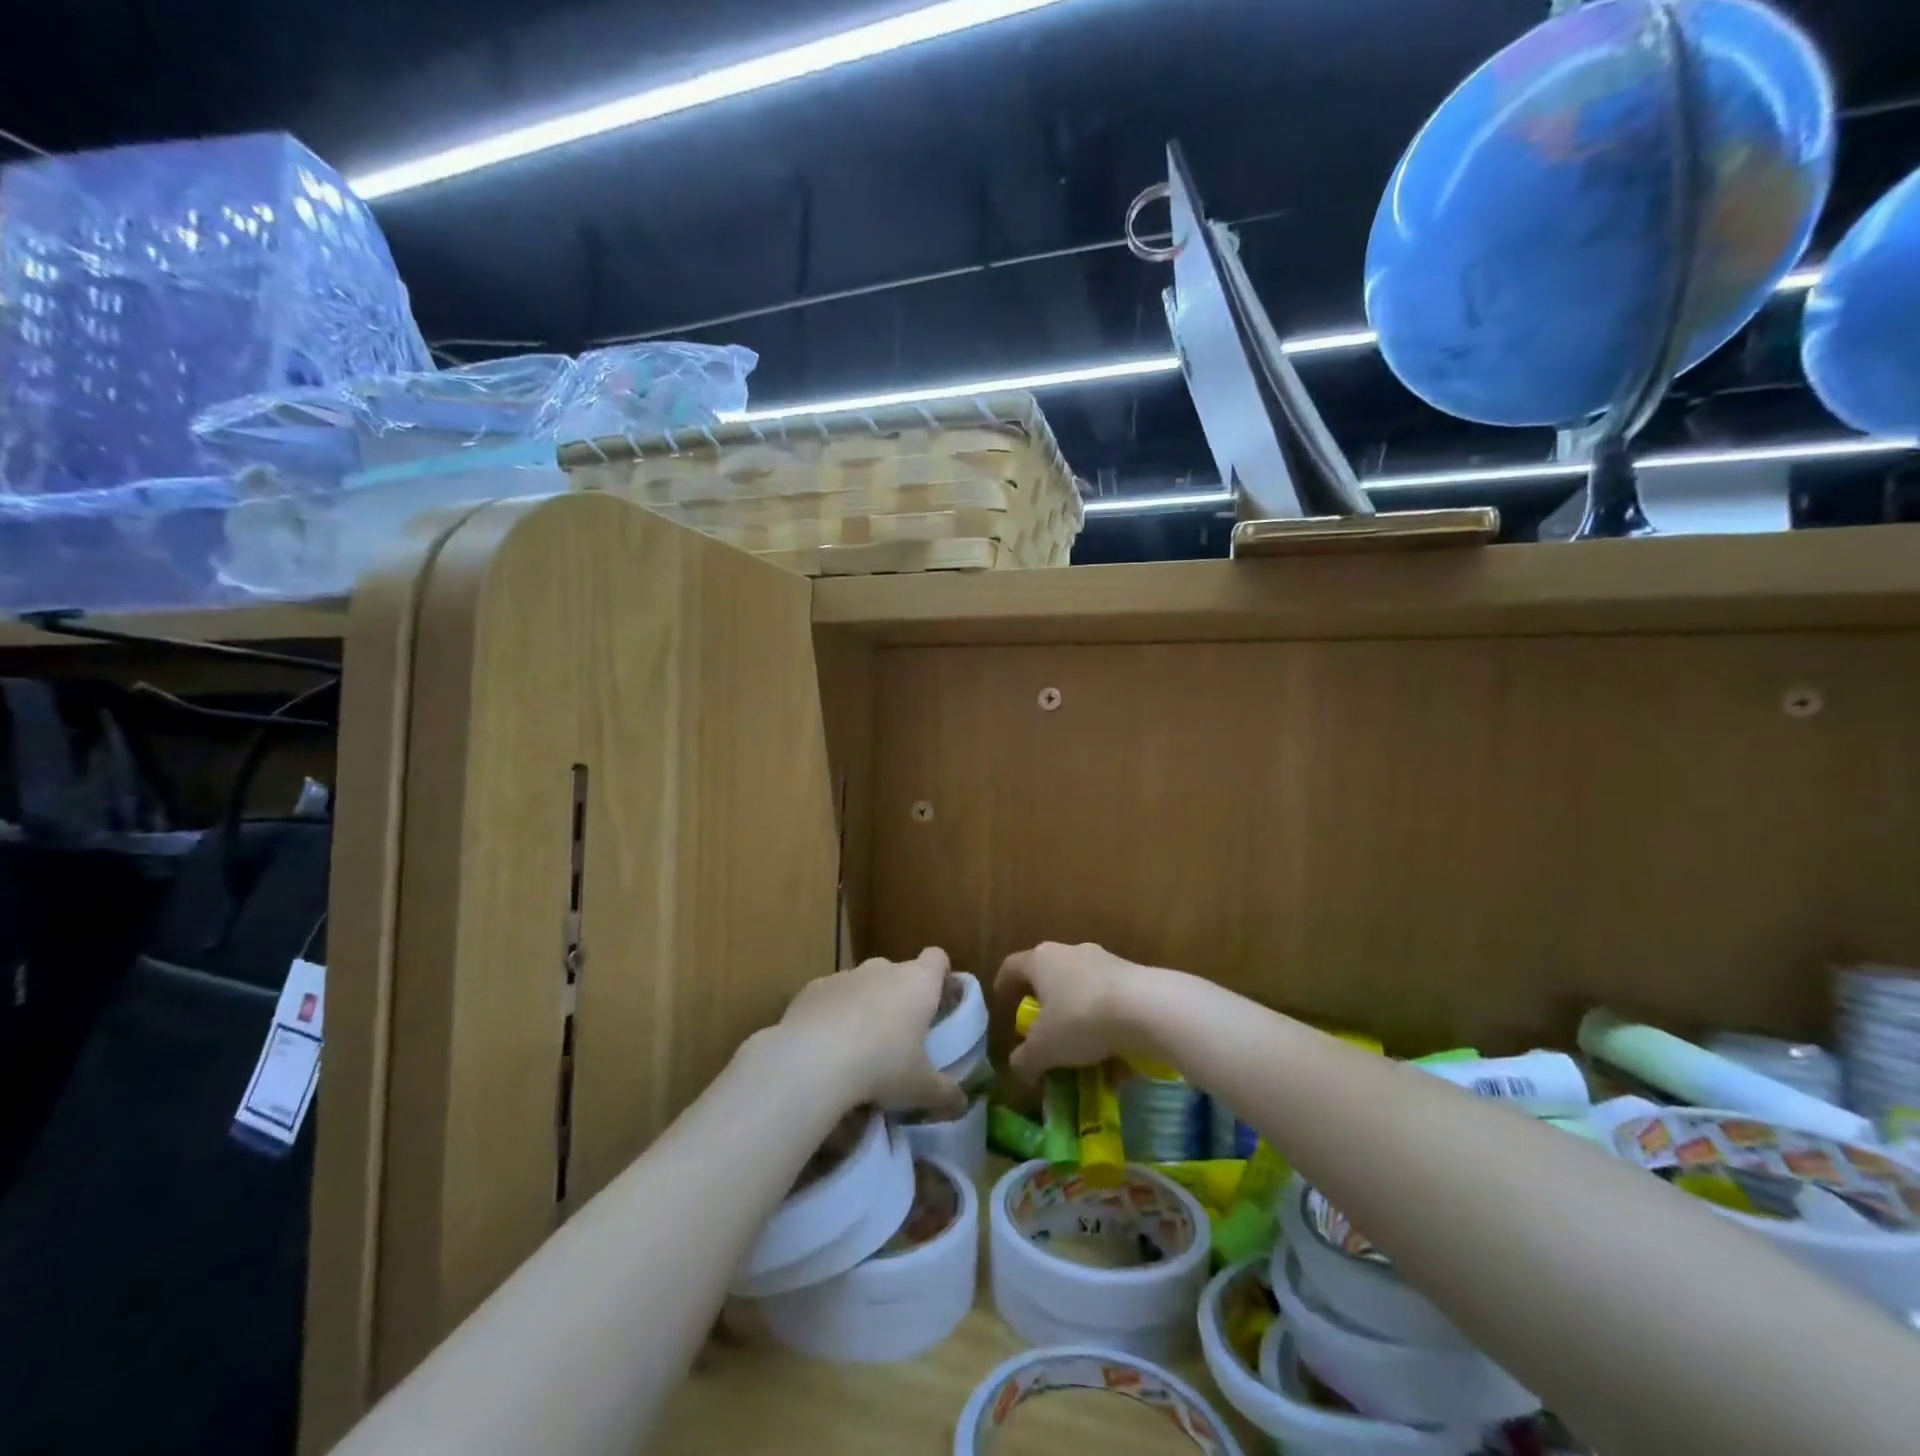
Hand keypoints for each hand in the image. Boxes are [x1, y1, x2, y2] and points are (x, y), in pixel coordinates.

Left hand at [778, 948, 965, 1115]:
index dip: (939, 976)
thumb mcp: (921, 1088)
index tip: (938, 1001)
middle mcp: (883, 969)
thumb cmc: (882, 1066)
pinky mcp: (813, 988)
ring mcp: (846, 975)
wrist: (813, 1060)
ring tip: (859, 1048)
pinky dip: (832, 1014)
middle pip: (898, 973)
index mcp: (918, 983)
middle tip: (899, 1037)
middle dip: (899, 998)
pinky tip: (825, 1047)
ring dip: (865, 1006)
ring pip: (863, 984)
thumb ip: (945, 1093)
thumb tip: (962, 1102)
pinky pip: (830, 996)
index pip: (937, 959)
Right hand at [994, 941, 1161, 1081]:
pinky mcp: (1133, 975)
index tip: (1002, 1005)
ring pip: (1082, 990)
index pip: (1012, 967)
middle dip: (1045, 1006)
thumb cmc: (1080, 1019)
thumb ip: (1025, 1061)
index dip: (1003, 986)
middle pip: (1049, 977)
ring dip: (1078, 1017)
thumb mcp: (1044, 1049)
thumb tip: (1016, 1070)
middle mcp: (1070, 952)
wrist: (1147, 1007)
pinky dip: (1106, 1025)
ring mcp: (1104, 961)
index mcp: (1041, 960)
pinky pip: (1110, 1001)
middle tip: (1043, 1034)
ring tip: (1081, 1054)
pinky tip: (1114, 1057)